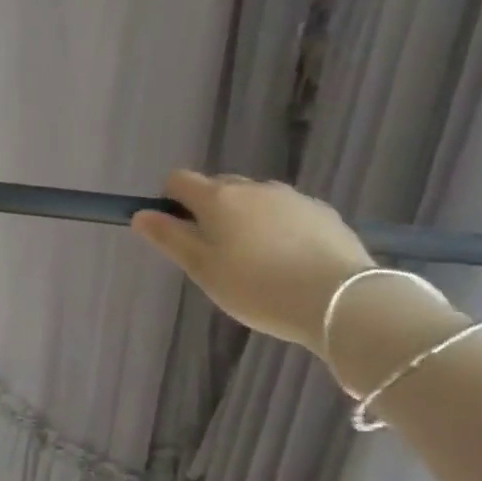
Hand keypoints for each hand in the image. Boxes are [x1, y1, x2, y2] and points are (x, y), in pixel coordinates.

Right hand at [132, 171, 374, 352]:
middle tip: (213, 253)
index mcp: (218, 198)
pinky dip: (277, 228)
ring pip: (255, 200)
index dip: (169, 200)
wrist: (340, 300)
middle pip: (218, 187)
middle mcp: (255, 188)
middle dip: (208, 210)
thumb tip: (141, 214)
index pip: (179, 180)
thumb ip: (169, 238)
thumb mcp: (201, 268)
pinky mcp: (324, 214)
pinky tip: (286, 261)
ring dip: (245, 219)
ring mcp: (293, 198)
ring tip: (253, 260)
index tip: (176, 231)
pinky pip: (286, 213)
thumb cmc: (256, 286)